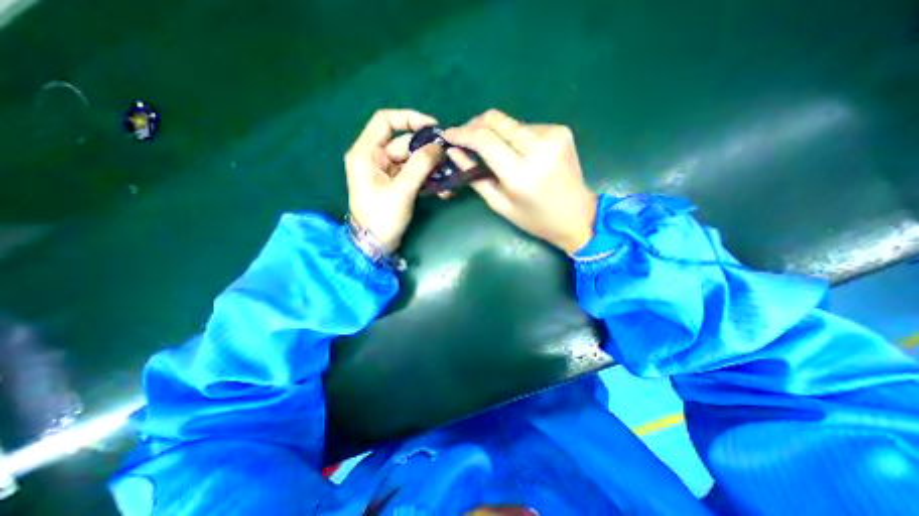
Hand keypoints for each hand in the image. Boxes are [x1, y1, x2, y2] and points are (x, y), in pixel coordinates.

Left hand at [345, 109, 444, 251]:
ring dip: (431, 168)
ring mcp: (385, 172)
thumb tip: (438, 146)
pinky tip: (443, 189)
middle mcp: (374, 158)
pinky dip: (427, 179)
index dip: (409, 119)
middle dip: (427, 151)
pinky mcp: (395, 184)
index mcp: (366, 153)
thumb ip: (420, 166)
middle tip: (449, 158)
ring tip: (449, 177)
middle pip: (403, 143)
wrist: (375, 246)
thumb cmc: (382, 218)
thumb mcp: (401, 191)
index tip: (433, 127)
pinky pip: (413, 174)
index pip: (385, 121)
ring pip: (411, 160)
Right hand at [444, 109, 600, 253]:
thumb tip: (455, 152)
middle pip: (496, 120)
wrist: (577, 216)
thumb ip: (475, 177)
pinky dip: (514, 136)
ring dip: (495, 132)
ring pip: (510, 122)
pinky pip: (526, 126)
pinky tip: (516, 152)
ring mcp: (553, 136)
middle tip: (464, 138)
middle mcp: (538, 149)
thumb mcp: (500, 205)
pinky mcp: (561, 131)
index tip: (448, 135)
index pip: (484, 139)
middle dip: (474, 125)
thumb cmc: (535, 219)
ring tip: (493, 151)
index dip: (462, 133)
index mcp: (521, 174)